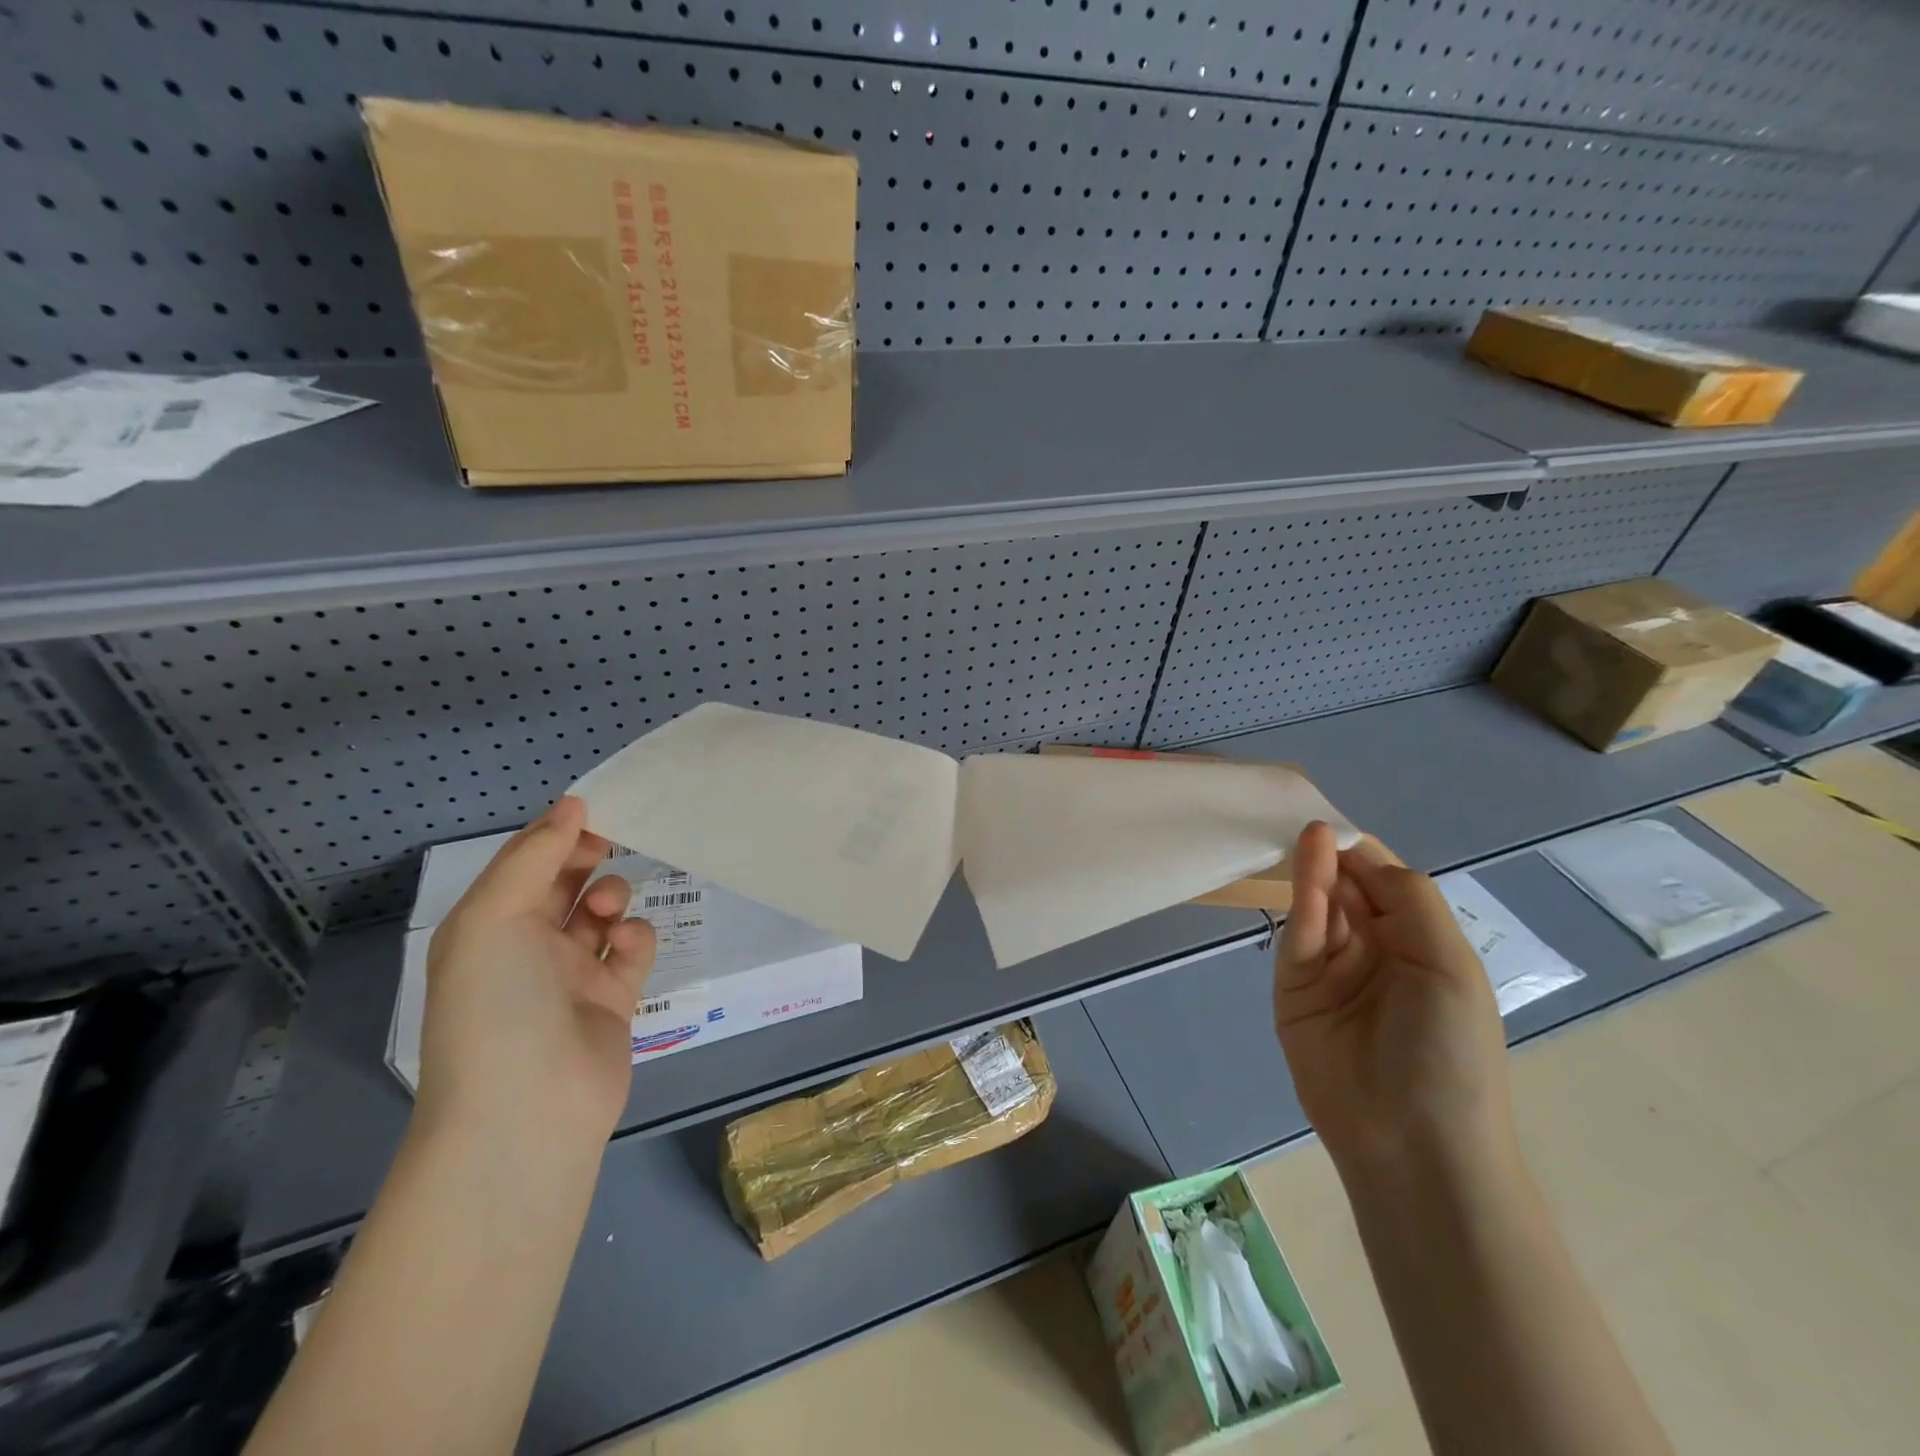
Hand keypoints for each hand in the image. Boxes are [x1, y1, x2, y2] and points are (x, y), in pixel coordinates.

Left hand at [420, 798, 655, 1149]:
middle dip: (586, 859)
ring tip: (610, 908)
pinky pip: (630, 951)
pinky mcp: (613, 998)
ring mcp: (571, 975)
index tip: (593, 810)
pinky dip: (634, 938)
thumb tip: (571, 806)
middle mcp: (526, 947)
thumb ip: (534, 856)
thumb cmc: (497, 1003)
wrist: (528, 1108)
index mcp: (487, 926)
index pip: (523, 864)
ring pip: (601, 913)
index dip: (555, 833)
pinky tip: (627, 945)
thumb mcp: (495, 917)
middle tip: (613, 841)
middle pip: (563, 884)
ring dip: (611, 896)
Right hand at [1273, 823, 1514, 1178]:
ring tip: (1308, 836)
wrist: (1411, 1143)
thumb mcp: (1450, 967)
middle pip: (1348, 889)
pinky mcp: (1293, 989)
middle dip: (1335, 856)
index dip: (1365, 854)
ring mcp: (1330, 970)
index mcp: (1419, 945)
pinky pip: (1298, 938)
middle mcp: (1374, 950)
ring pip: (1320, 908)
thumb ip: (1410, 901)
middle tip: (1312, 824)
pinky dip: (1300, 905)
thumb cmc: (1449, 1052)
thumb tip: (1360, 855)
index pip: (1387, 883)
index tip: (1340, 824)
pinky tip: (1305, 875)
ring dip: (1315, 872)